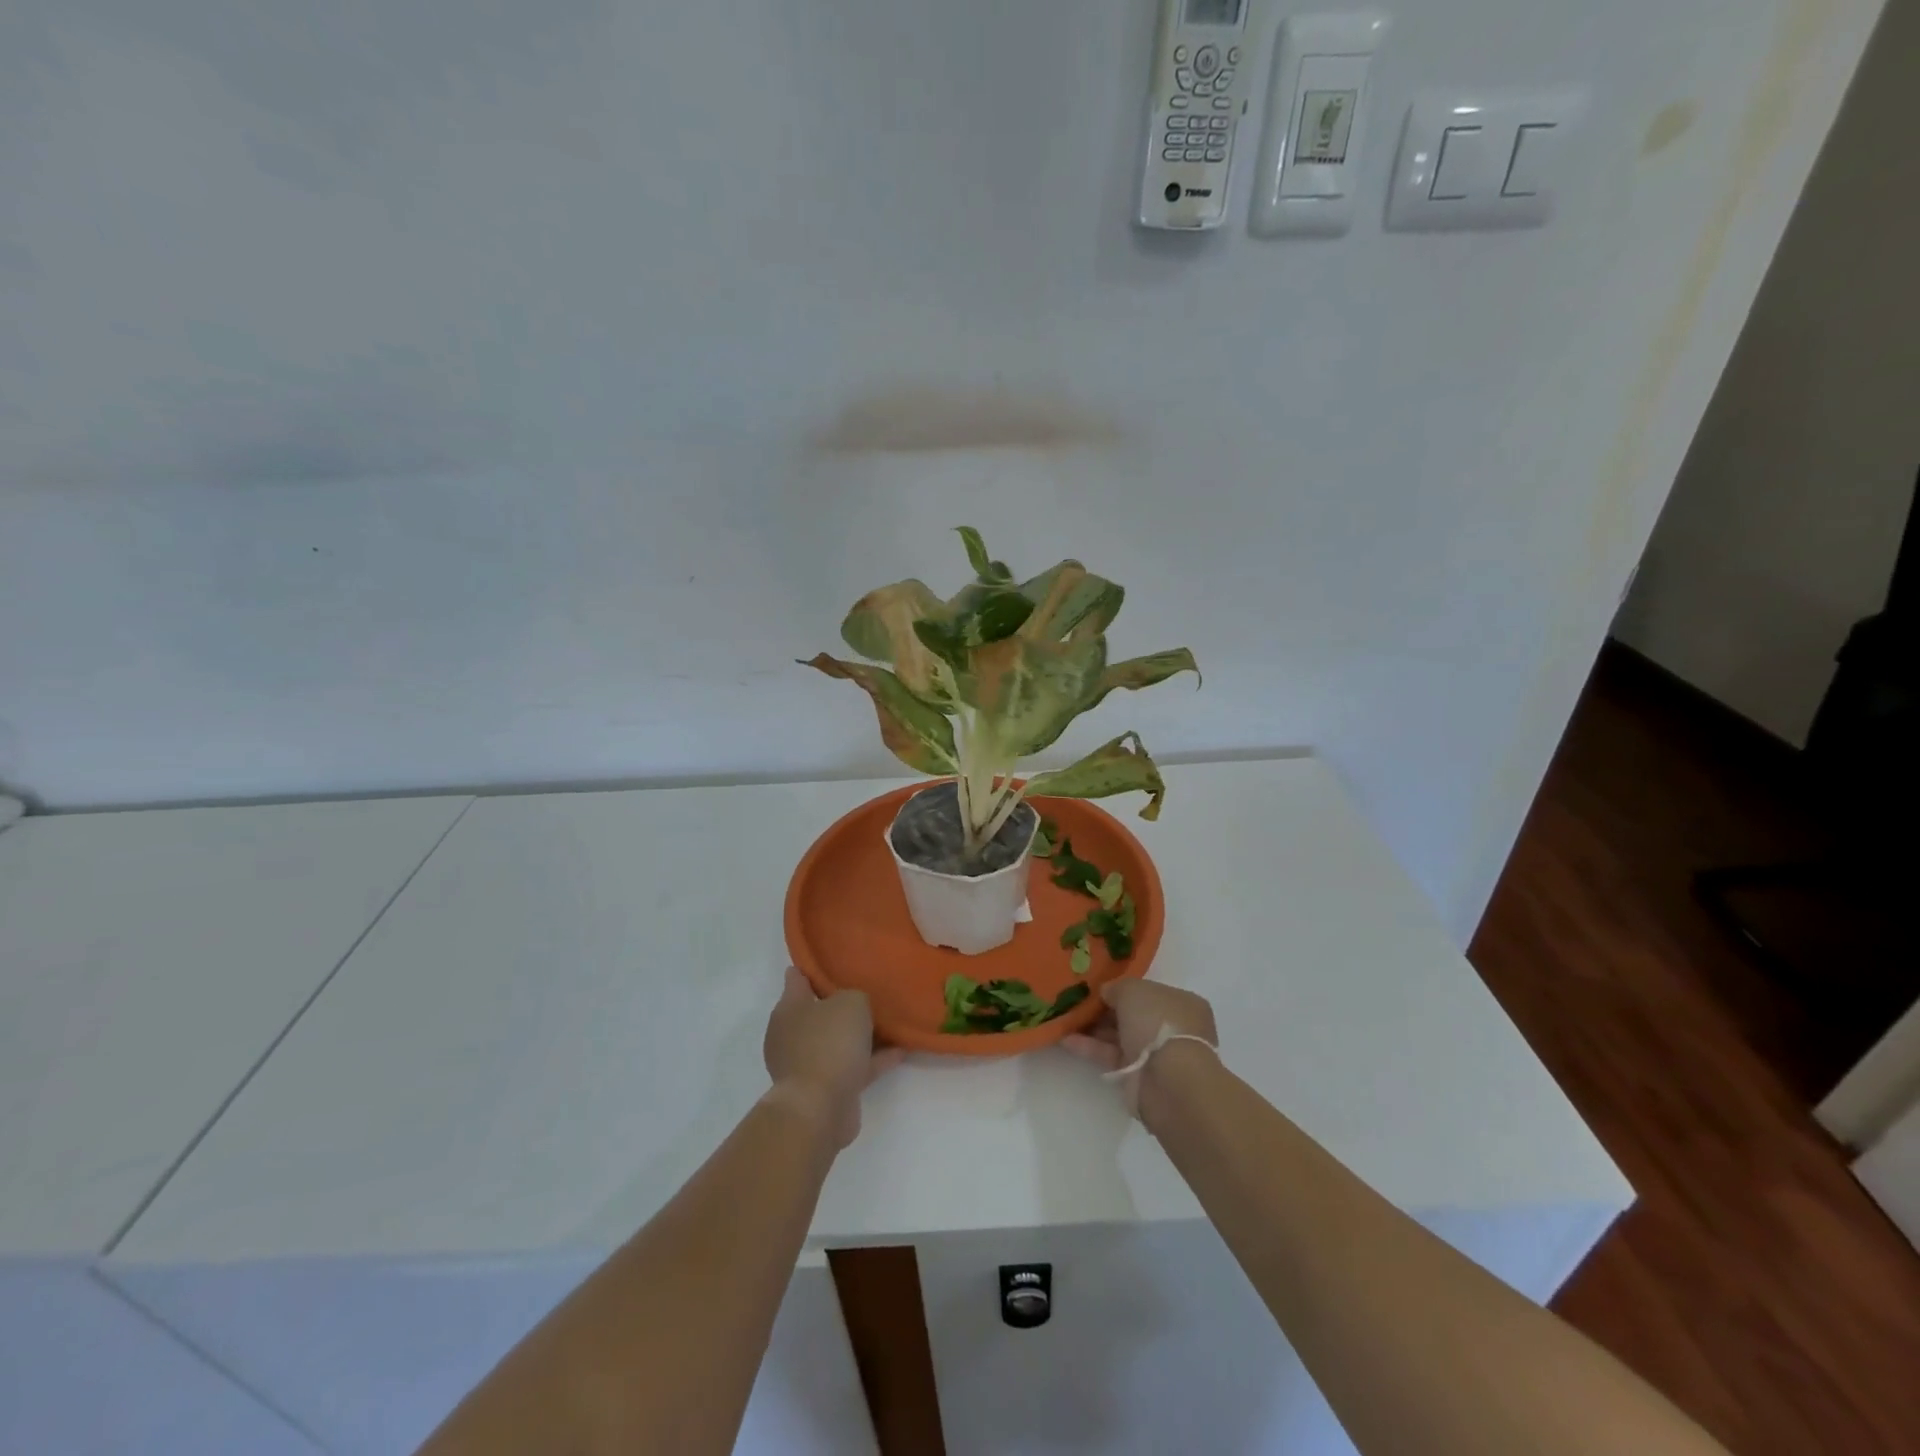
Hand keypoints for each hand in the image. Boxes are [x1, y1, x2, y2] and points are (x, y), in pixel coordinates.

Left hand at [763, 968, 905, 1148]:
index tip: (833, 961)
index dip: (813, 969)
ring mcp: (806, 1064)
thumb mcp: (851, 1003)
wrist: (819, 1107)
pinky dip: (872, 1060)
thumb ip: (855, 996)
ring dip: (860, 1036)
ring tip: (890, 1024)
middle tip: (868, 993)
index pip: (797, 979)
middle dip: (840, 1005)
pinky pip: (851, 1066)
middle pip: (818, 1012)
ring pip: (836, 1041)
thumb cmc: (830, 1043)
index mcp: (789, 1009)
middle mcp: (791, 1035)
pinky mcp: (823, 1090)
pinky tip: (899, 1052)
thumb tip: (852, 1006)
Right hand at [1062, 979, 1217, 1122]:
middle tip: (1075, 1001)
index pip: (1149, 992)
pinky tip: (1065, 1039)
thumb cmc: (1156, 1022)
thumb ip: (1116, 988)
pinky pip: (1111, 1056)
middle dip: (1105, 1009)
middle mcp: (1172, 1028)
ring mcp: (1156, 1054)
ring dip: (1093, 1028)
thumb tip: (1106, 993)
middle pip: (1133, 1014)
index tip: (1097, 986)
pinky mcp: (1139, 1077)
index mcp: (1182, 1003)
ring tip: (1064, 1018)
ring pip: (1120, 1036)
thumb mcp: (1132, 989)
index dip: (1123, 988)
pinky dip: (1090, 1047)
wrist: (1167, 1080)